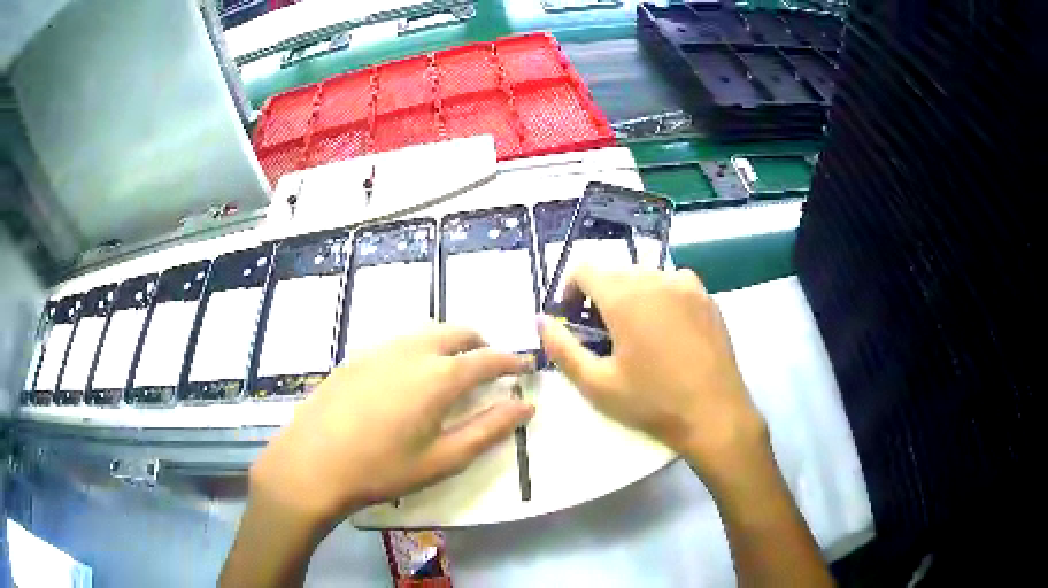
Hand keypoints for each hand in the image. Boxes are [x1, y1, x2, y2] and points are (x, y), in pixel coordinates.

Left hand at [249, 324, 534, 530]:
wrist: (312, 463)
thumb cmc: (382, 469)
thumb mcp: (443, 459)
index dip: (511, 361)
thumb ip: (488, 429)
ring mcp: (380, 349)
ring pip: (426, 332)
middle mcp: (412, 351)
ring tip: (451, 370)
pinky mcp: (356, 356)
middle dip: (480, 344)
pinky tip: (408, 377)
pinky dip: (419, 348)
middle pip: (457, 333)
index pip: (487, 358)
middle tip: (488, 368)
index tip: (524, 367)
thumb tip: (525, 406)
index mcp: (439, 376)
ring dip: (448, 343)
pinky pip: (399, 341)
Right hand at [538, 266, 767, 487]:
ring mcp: (688, 285)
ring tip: (638, 337)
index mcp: (626, 296)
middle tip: (604, 338)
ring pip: (645, 279)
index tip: (573, 321)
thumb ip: (561, 348)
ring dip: (631, 299)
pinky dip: (660, 300)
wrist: (715, 415)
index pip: (585, 269)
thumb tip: (542, 321)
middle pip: (615, 275)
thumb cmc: (653, 402)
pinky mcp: (708, 298)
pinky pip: (673, 286)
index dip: (570, 291)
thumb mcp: (597, 384)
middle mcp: (657, 279)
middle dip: (601, 299)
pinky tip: (667, 334)